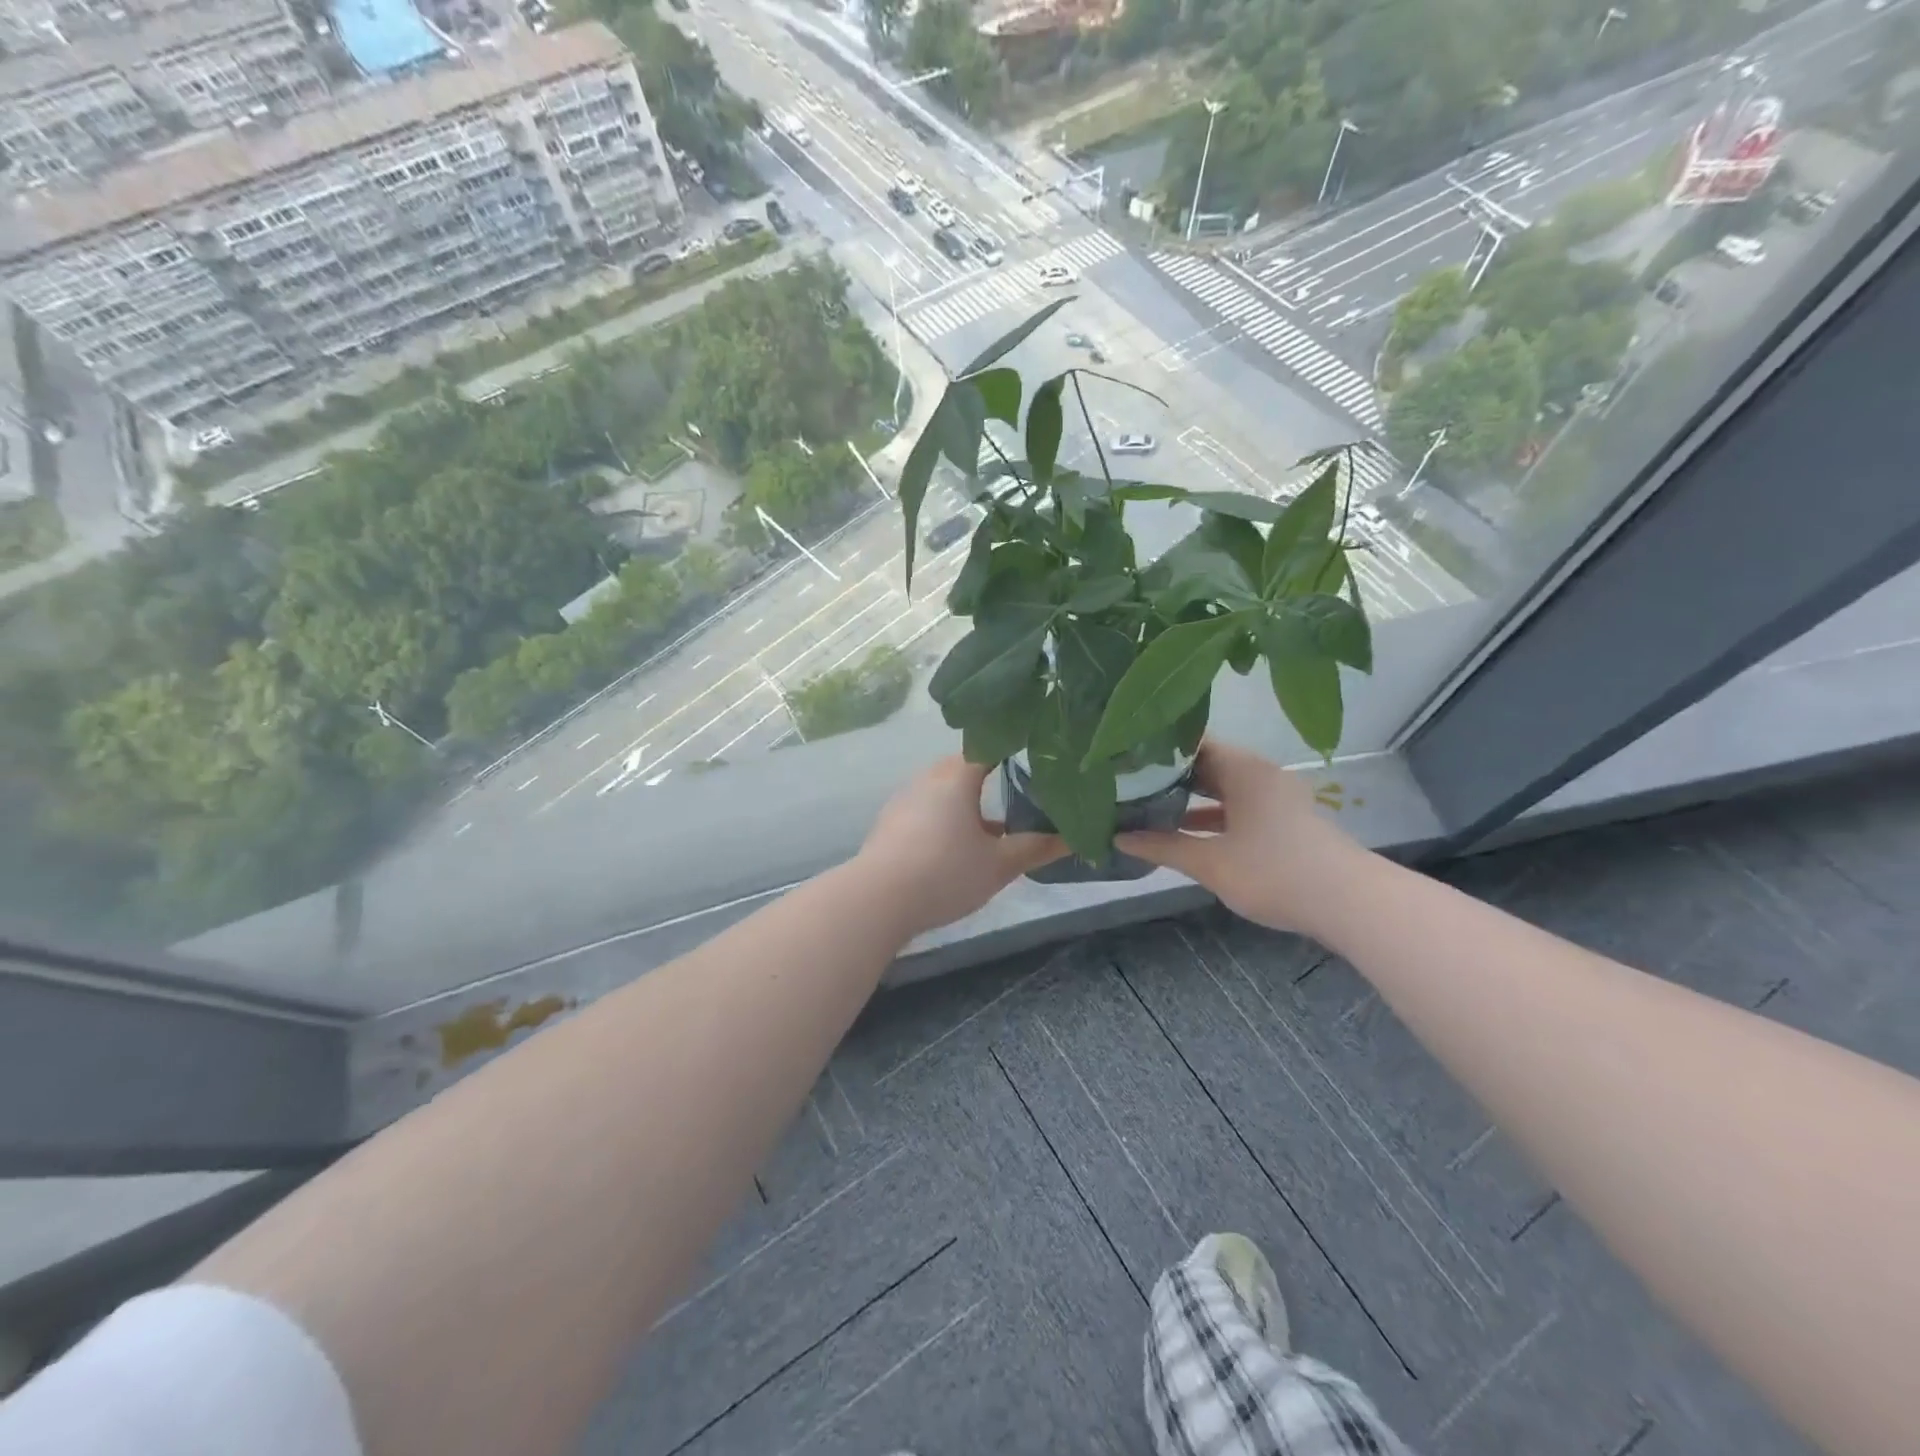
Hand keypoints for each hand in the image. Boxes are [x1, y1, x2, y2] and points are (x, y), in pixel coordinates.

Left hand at [856, 757, 1064, 939]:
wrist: (877, 900)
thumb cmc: (945, 872)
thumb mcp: (999, 865)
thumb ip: (1035, 848)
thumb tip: (1074, 839)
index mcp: (956, 777)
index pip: (987, 746)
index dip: (1011, 747)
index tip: (1034, 755)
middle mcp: (927, 780)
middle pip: (962, 767)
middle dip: (990, 777)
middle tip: (1020, 791)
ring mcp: (904, 801)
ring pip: (943, 791)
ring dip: (967, 802)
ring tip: (994, 825)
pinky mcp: (890, 825)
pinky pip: (926, 809)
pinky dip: (946, 818)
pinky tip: (957, 847)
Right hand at [1117, 739, 1369, 935]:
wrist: (1349, 903)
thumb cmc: (1275, 872)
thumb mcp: (1211, 862)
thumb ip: (1164, 846)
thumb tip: (1119, 837)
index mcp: (1243, 769)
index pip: (1192, 742)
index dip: (1157, 747)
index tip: (1124, 756)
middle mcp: (1260, 773)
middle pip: (1207, 763)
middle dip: (1168, 774)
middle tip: (1126, 781)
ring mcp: (1275, 796)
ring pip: (1222, 787)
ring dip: (1189, 797)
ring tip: (1145, 804)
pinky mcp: (1283, 820)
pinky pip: (1238, 806)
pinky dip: (1211, 814)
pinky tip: (1184, 830)